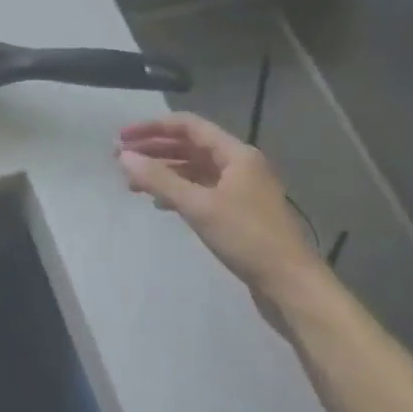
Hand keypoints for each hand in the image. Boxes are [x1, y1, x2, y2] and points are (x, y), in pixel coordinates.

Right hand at [118, 113, 323, 302]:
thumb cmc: (247, 238)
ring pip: (194, 170)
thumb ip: (159, 179)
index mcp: (236, 154)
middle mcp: (240, 165)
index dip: (152, 128)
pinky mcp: (239, 212)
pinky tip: (160, 204)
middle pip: (190, 146)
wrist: (291, 285)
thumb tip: (124, 157)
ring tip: (133, 184)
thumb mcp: (198, 206)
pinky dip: (178, 191)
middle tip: (121, 161)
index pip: (188, 126)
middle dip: (154, 151)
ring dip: (163, 172)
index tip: (122, 138)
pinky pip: (201, 190)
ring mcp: (241, 189)